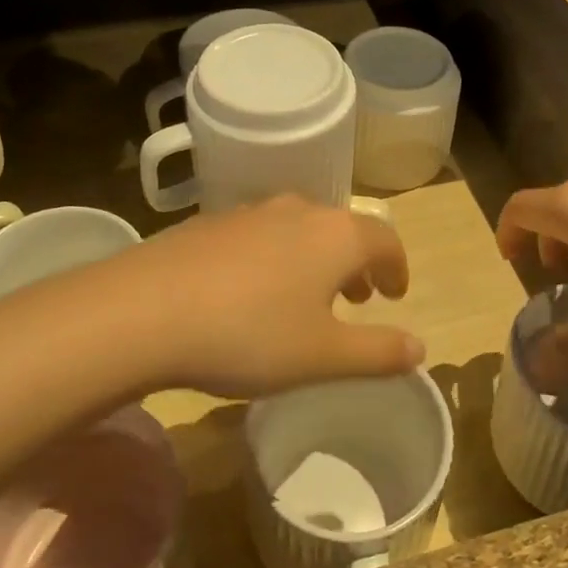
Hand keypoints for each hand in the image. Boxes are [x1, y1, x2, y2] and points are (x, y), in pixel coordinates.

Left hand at [85, 195, 421, 399]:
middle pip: (342, 228)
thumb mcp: (323, 356)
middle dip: (357, 262)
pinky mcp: (210, 223)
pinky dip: (275, 257)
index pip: (385, 239)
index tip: (395, 293)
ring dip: (315, 258)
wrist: (146, 309)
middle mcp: (298, 211)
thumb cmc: (250, 334)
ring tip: (308, 296)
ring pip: (300, 229)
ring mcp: (250, 212)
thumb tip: (420, 348)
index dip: (397, 266)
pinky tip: (251, 292)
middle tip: (359, 297)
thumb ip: (378, 352)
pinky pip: (260, 235)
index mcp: (335, 235)